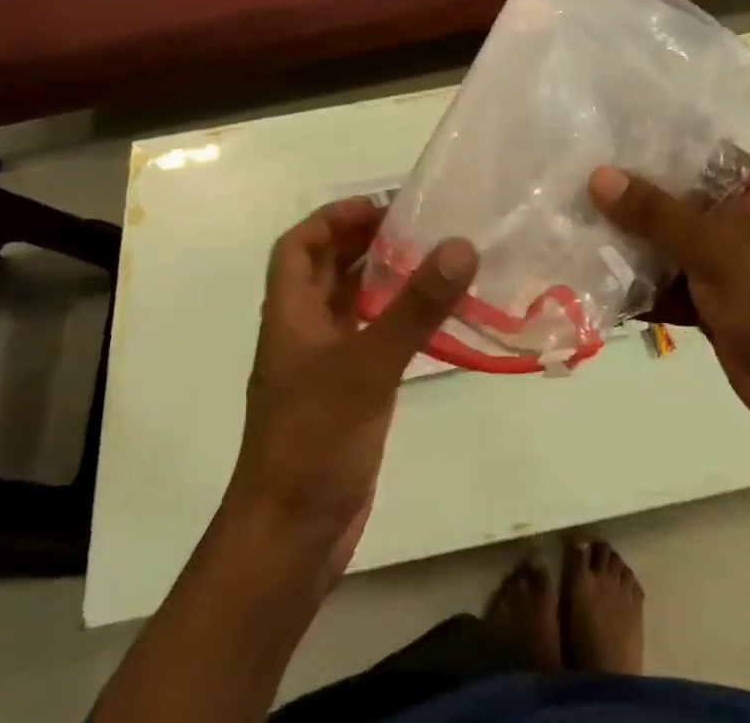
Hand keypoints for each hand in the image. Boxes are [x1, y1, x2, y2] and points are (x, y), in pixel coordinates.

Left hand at [224, 199, 476, 577]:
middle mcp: (304, 331)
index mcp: (290, 314)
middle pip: (330, 268)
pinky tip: (437, 317)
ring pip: (354, 303)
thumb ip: (414, 307)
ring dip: (387, 278)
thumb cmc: (313, 441)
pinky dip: (400, 319)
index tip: (382, 208)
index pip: (299, 245)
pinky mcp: (350, 393)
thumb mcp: (366, 367)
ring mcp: (327, 364)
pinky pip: (374, 338)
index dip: (333, 218)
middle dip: (368, 241)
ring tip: (437, 260)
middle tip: (422, 226)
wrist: (290, 540)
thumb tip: (460, 245)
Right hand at [590, 160, 749, 425]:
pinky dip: (640, 286)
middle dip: (628, 201)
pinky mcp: (712, 299)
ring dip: (628, 246)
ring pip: (666, 243)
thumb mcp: (714, 246)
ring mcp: (725, 260)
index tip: (599, 144)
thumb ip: (654, 212)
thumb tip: (599, 175)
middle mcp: (739, 217)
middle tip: (573, 187)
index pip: (693, 153)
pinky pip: (667, 282)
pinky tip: (595, 281)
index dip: (648, 148)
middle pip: (674, 199)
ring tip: (572, 232)